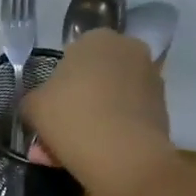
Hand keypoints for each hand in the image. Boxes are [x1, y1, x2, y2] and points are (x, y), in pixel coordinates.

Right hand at [21, 29, 172, 195]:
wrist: (123, 156)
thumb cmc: (72, 117)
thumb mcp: (33, 106)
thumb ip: (33, 99)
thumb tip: (39, 103)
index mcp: (97, 39)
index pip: (70, 56)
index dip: (56, 85)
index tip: (48, 109)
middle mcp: (129, 50)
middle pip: (93, 79)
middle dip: (74, 105)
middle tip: (56, 134)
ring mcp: (151, 79)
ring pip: (109, 101)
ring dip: (90, 121)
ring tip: (69, 153)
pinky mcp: (162, 109)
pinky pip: (125, 118)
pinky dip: (110, 132)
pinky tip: (92, 156)